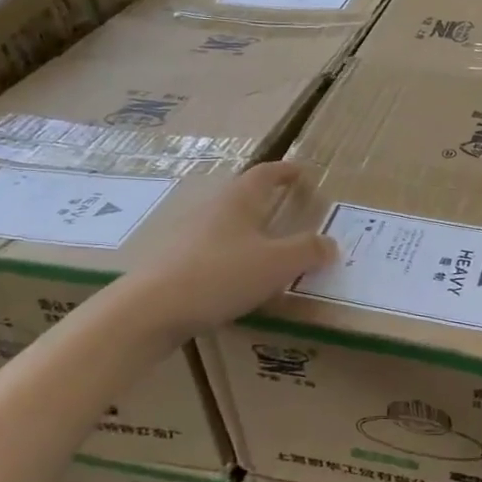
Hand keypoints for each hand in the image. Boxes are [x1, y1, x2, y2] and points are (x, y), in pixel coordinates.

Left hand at [116, 162, 335, 337]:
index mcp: (237, 200)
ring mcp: (187, 236)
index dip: (285, 171)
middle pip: (242, 197)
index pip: (265, 174)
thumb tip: (331, 243)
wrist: (149, 310)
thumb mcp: (277, 264)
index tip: (302, 172)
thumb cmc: (220, 275)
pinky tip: (237, 279)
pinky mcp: (173, 263)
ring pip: (226, 225)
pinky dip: (231, 257)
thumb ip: (308, 251)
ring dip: (248, 231)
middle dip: (266, 201)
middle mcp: (211, 210)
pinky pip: (211, 251)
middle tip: (289, 211)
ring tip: (267, 249)